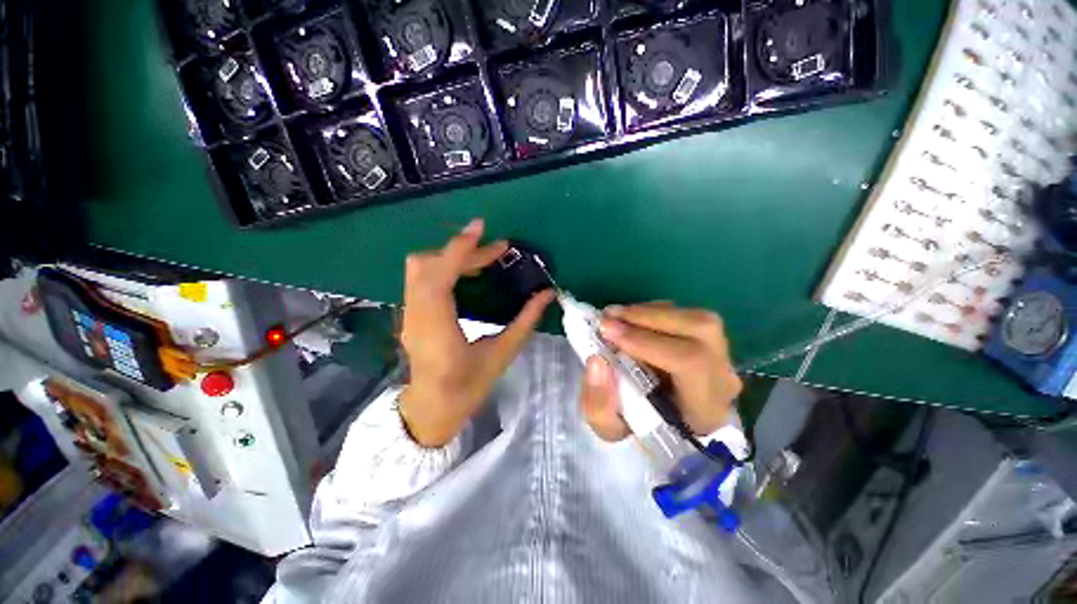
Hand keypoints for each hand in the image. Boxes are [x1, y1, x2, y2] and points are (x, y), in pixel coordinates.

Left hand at [399, 219, 554, 446]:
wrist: (431, 409)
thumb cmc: (466, 389)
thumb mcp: (501, 356)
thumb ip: (525, 322)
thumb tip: (547, 294)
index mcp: (437, 331)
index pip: (438, 278)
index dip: (458, 249)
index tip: (481, 229)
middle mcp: (416, 317)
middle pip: (427, 265)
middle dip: (463, 251)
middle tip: (497, 251)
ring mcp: (409, 314)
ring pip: (420, 268)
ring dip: (452, 256)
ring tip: (484, 259)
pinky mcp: (411, 312)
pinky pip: (422, 277)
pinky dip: (445, 266)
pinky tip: (468, 273)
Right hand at [580, 303, 741, 440]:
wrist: (663, 427)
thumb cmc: (637, 430)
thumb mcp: (609, 428)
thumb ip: (599, 401)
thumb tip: (597, 360)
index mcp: (704, 411)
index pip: (690, 363)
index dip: (647, 342)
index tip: (608, 333)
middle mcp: (722, 380)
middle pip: (700, 330)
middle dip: (647, 318)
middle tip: (607, 317)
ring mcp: (722, 357)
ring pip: (697, 318)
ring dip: (651, 312)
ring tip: (616, 315)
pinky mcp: (711, 342)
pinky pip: (689, 315)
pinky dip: (657, 311)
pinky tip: (633, 318)